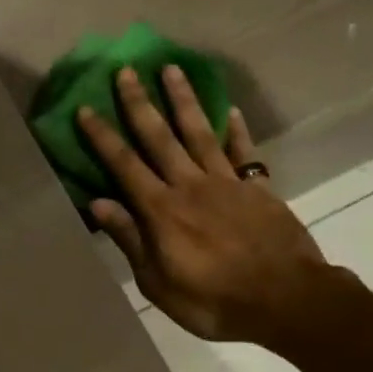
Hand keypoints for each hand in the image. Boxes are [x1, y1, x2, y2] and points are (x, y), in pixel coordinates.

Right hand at [76, 65, 339, 343]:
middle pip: (159, 137)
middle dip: (139, 103)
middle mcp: (190, 186)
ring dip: (183, 100)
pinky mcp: (258, 189)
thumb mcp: (158, 282)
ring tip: (171, 69)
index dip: (103, 136)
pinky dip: (236, 130)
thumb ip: (130, 239)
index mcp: (161, 210)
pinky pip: (244, 152)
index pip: (124, 164)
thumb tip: (98, 203)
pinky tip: (229, 111)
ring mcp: (227, 183)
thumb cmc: (213, 301)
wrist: (286, 301)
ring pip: (199, 132)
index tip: (86, 109)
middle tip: (126, 71)